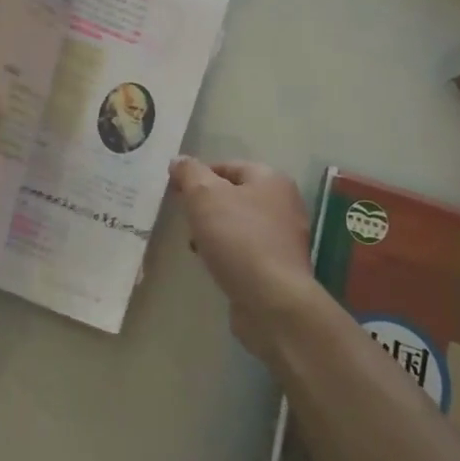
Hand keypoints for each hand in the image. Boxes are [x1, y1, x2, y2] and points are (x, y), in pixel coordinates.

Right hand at [169, 157, 318, 354]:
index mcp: (271, 180)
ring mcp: (284, 238)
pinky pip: (246, 250)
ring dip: (214, 230)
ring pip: (238, 224)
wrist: (272, 299)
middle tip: (184, 217)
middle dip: (205, 205)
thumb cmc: (238, 238)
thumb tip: (179, 161)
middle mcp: (284, 204)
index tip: (175, 191)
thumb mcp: (204, 196)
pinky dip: (227, 252)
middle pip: (234, 195)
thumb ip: (189, 173)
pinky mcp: (279, 266)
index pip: (228, 166)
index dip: (198, 175)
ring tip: (194, 243)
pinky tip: (212, 263)